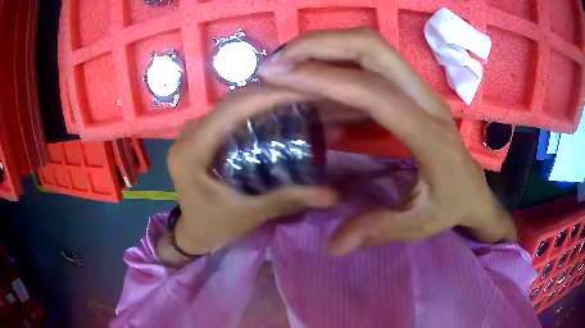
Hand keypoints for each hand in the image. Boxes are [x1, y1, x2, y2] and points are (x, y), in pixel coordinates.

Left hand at [165, 88, 338, 259]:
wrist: (192, 232)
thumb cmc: (214, 227)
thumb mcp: (249, 214)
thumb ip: (288, 200)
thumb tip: (333, 195)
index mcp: (191, 151)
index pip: (231, 109)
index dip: (267, 96)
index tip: (304, 92)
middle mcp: (188, 134)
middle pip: (233, 102)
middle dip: (271, 94)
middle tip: (308, 95)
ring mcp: (193, 132)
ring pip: (232, 105)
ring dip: (264, 100)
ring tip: (297, 100)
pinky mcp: (201, 136)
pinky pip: (230, 115)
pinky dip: (255, 112)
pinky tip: (277, 114)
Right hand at [258, 28, 515, 255]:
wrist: (476, 189)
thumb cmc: (452, 206)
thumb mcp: (419, 226)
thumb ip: (377, 231)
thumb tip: (332, 247)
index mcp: (428, 135)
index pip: (373, 92)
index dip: (323, 78)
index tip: (278, 75)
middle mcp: (426, 99)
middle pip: (373, 47)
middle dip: (319, 43)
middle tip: (277, 59)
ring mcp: (420, 88)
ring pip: (371, 46)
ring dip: (326, 44)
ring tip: (287, 61)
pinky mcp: (413, 88)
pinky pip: (372, 60)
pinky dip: (337, 58)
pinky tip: (313, 74)